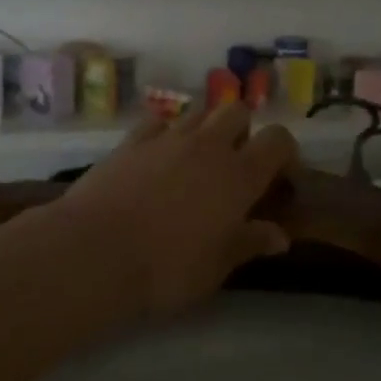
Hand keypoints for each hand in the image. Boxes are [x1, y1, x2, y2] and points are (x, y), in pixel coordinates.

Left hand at [52, 103, 298, 316]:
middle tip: (235, 165)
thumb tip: (279, 236)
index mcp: (239, 176)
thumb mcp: (216, 268)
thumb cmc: (166, 269)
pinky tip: (158, 158)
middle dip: (243, 131)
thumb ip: (249, 243)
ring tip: (197, 161)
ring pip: (199, 111)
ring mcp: (167, 138)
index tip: (280, 179)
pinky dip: (166, 133)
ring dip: (206, 129)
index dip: (285, 153)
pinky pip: (159, 122)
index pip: (278, 140)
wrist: (95, 251)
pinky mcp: (132, 140)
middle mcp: (208, 146)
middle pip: (238, 111)